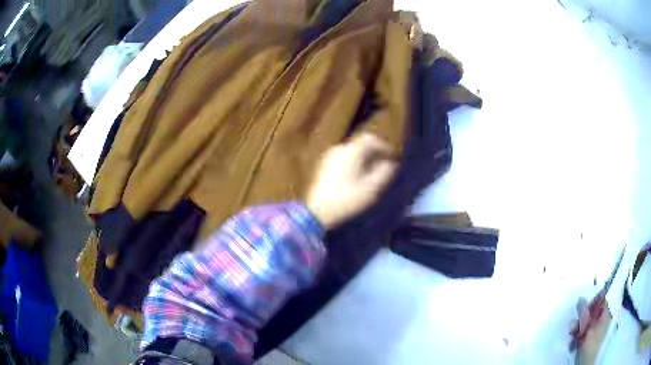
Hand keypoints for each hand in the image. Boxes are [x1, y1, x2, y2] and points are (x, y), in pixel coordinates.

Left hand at [306, 133, 397, 228]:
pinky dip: (353, 163)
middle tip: (384, 164)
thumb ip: (384, 172)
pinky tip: (357, 177)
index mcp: (351, 150)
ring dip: (363, 158)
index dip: (383, 145)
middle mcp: (339, 149)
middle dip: (374, 152)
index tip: (392, 156)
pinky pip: (343, 159)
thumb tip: (391, 164)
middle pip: (360, 144)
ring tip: (372, 172)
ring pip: (351, 152)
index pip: (370, 138)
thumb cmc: (347, 199)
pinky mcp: (323, 167)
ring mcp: (329, 157)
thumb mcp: (371, 188)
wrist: (317, 212)